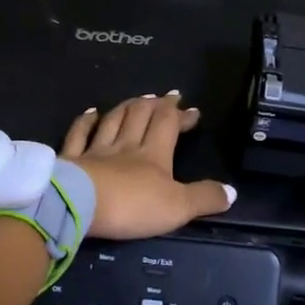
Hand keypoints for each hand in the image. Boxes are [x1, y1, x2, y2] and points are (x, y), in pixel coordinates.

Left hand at [61, 93, 235, 239]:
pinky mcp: (72, 160)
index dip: (181, 115)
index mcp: (153, 154)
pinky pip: (79, 135)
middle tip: (165, 97)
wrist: (79, 205)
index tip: (192, 110)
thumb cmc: (132, 205)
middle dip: (156, 105)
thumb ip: (204, 198)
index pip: (169, 125)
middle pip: (141, 116)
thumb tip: (232, 191)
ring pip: (113, 121)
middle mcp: (125, 146)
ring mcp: (96, 151)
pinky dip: (85, 121)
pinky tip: (91, 112)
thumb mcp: (178, 208)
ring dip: (127, 107)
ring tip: (137, 99)